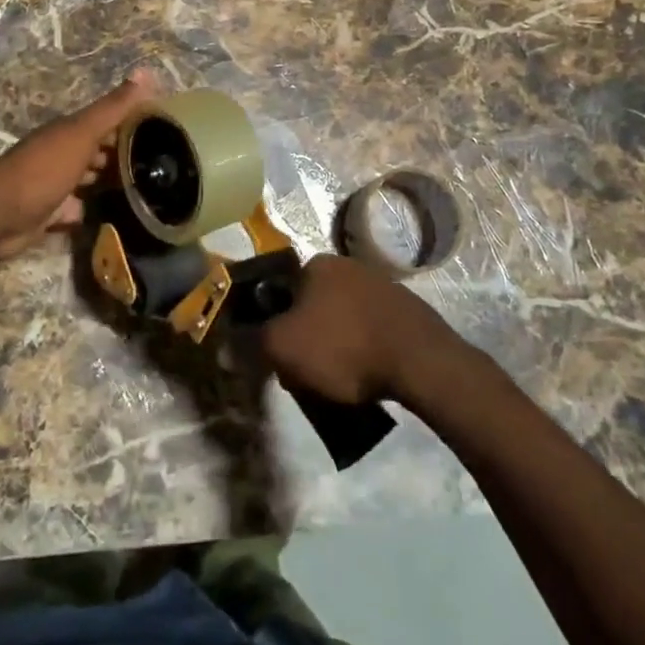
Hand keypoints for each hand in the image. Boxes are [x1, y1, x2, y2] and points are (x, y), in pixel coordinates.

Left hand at [0, 71, 158, 264]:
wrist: (0, 214)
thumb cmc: (45, 168)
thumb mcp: (82, 133)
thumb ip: (113, 108)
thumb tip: (147, 72)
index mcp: (70, 131)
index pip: (107, 121)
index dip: (132, 122)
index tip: (165, 129)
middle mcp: (62, 153)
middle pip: (98, 150)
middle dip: (123, 154)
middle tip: (162, 165)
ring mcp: (55, 184)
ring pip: (89, 180)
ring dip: (109, 182)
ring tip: (146, 190)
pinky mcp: (50, 213)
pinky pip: (77, 209)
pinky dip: (91, 210)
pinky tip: (114, 216)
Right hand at [260, 255, 462, 405]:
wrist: (419, 361)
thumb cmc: (343, 347)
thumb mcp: (283, 348)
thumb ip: (250, 344)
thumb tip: (224, 347)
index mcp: (316, 264)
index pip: (280, 291)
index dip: (274, 325)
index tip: (281, 356)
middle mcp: (347, 264)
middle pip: (310, 305)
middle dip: (305, 337)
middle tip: (307, 373)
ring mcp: (380, 283)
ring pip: (341, 317)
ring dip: (335, 344)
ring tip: (340, 380)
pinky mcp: (405, 308)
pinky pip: (370, 327)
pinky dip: (363, 348)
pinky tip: (367, 373)